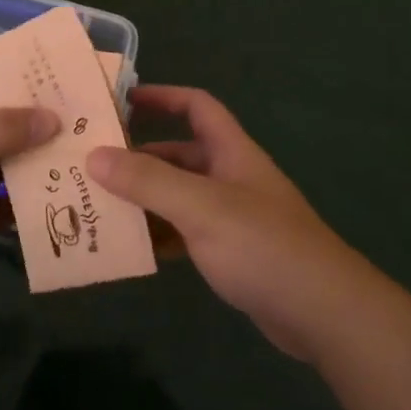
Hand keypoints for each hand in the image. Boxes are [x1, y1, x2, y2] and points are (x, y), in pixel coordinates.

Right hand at [86, 86, 381, 360]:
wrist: (321, 312)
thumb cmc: (263, 247)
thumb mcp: (202, 207)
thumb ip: (149, 181)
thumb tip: (94, 155)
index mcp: (232, 153)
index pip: (197, 107)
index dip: (162, 97)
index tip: (120, 101)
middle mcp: (231, 178)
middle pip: (179, 155)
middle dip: (138, 158)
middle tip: (89, 166)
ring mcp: (231, 218)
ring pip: (178, 197)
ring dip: (143, 200)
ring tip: (95, 207)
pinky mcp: (230, 253)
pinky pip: (185, 234)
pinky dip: (159, 236)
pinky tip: (129, 248)